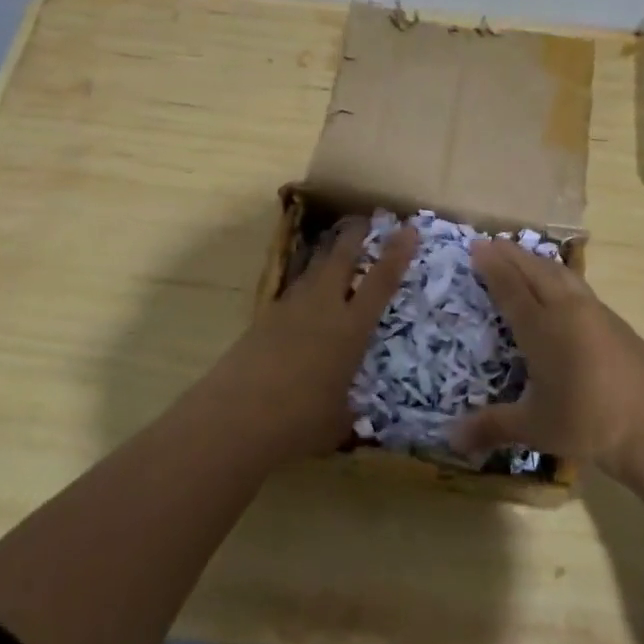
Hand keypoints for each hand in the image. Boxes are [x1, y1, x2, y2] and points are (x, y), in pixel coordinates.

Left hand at [204, 218, 417, 463]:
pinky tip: (304, 299)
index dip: (396, 254)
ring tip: (335, 251)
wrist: (235, 417)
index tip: (408, 229)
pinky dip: (304, 287)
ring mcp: (289, 309)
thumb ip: (346, 411)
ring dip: (326, 256)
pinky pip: (291, 293)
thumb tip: (348, 417)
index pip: (380, 282)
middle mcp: (322, 309)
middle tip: (364, 221)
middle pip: (340, 258)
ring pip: (312, 270)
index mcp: (350, 329)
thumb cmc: (298, 421)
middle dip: (354, 236)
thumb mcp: (336, 422)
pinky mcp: (263, 319)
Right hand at [451, 240, 643, 480]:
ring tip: (522, 255)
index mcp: (542, 329)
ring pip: (560, 274)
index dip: (492, 266)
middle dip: (511, 255)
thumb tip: (451, 440)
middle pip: (535, 272)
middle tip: (491, 243)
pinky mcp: (616, 321)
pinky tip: (560, 285)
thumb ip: (492, 427)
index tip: (477, 246)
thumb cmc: (589, 424)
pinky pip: (578, 285)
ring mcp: (595, 312)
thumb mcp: (535, 428)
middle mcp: (566, 311)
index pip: (511, 288)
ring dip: (537, 261)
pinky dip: (559, 275)